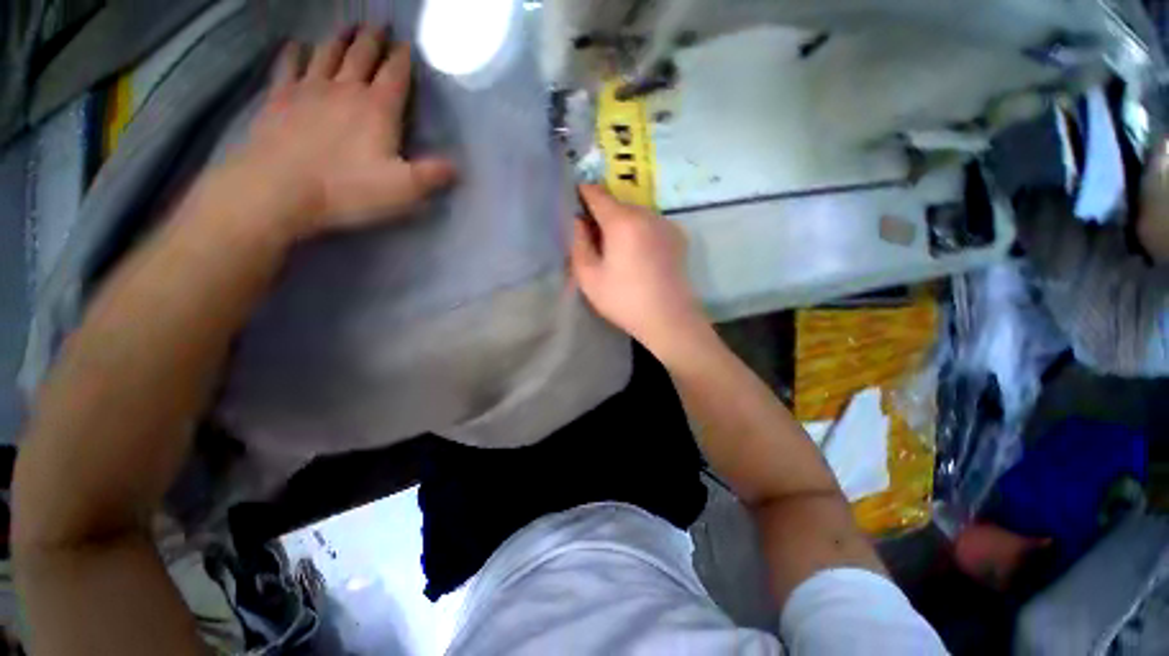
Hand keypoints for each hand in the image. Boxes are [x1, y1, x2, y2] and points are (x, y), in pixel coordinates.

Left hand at [216, 25, 455, 239]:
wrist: (281, 189)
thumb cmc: (350, 189)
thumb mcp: (404, 189)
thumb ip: (433, 175)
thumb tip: (457, 167)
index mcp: (378, 109)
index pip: (395, 75)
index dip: (403, 58)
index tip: (407, 44)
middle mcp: (345, 89)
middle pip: (362, 55)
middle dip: (373, 39)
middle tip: (379, 24)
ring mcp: (309, 90)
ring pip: (328, 53)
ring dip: (340, 38)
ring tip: (348, 27)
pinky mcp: (280, 99)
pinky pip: (288, 66)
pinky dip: (294, 53)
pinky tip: (297, 46)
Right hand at [570, 185, 711, 359]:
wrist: (668, 319)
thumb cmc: (624, 300)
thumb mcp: (589, 277)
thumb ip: (578, 243)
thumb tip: (578, 221)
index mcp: (622, 221)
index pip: (597, 194)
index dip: (583, 194)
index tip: (574, 201)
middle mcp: (646, 214)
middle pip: (617, 204)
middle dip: (603, 215)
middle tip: (594, 238)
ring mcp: (666, 224)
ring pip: (636, 214)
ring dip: (623, 224)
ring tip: (618, 250)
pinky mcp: (678, 236)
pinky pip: (651, 225)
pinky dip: (640, 231)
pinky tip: (639, 256)